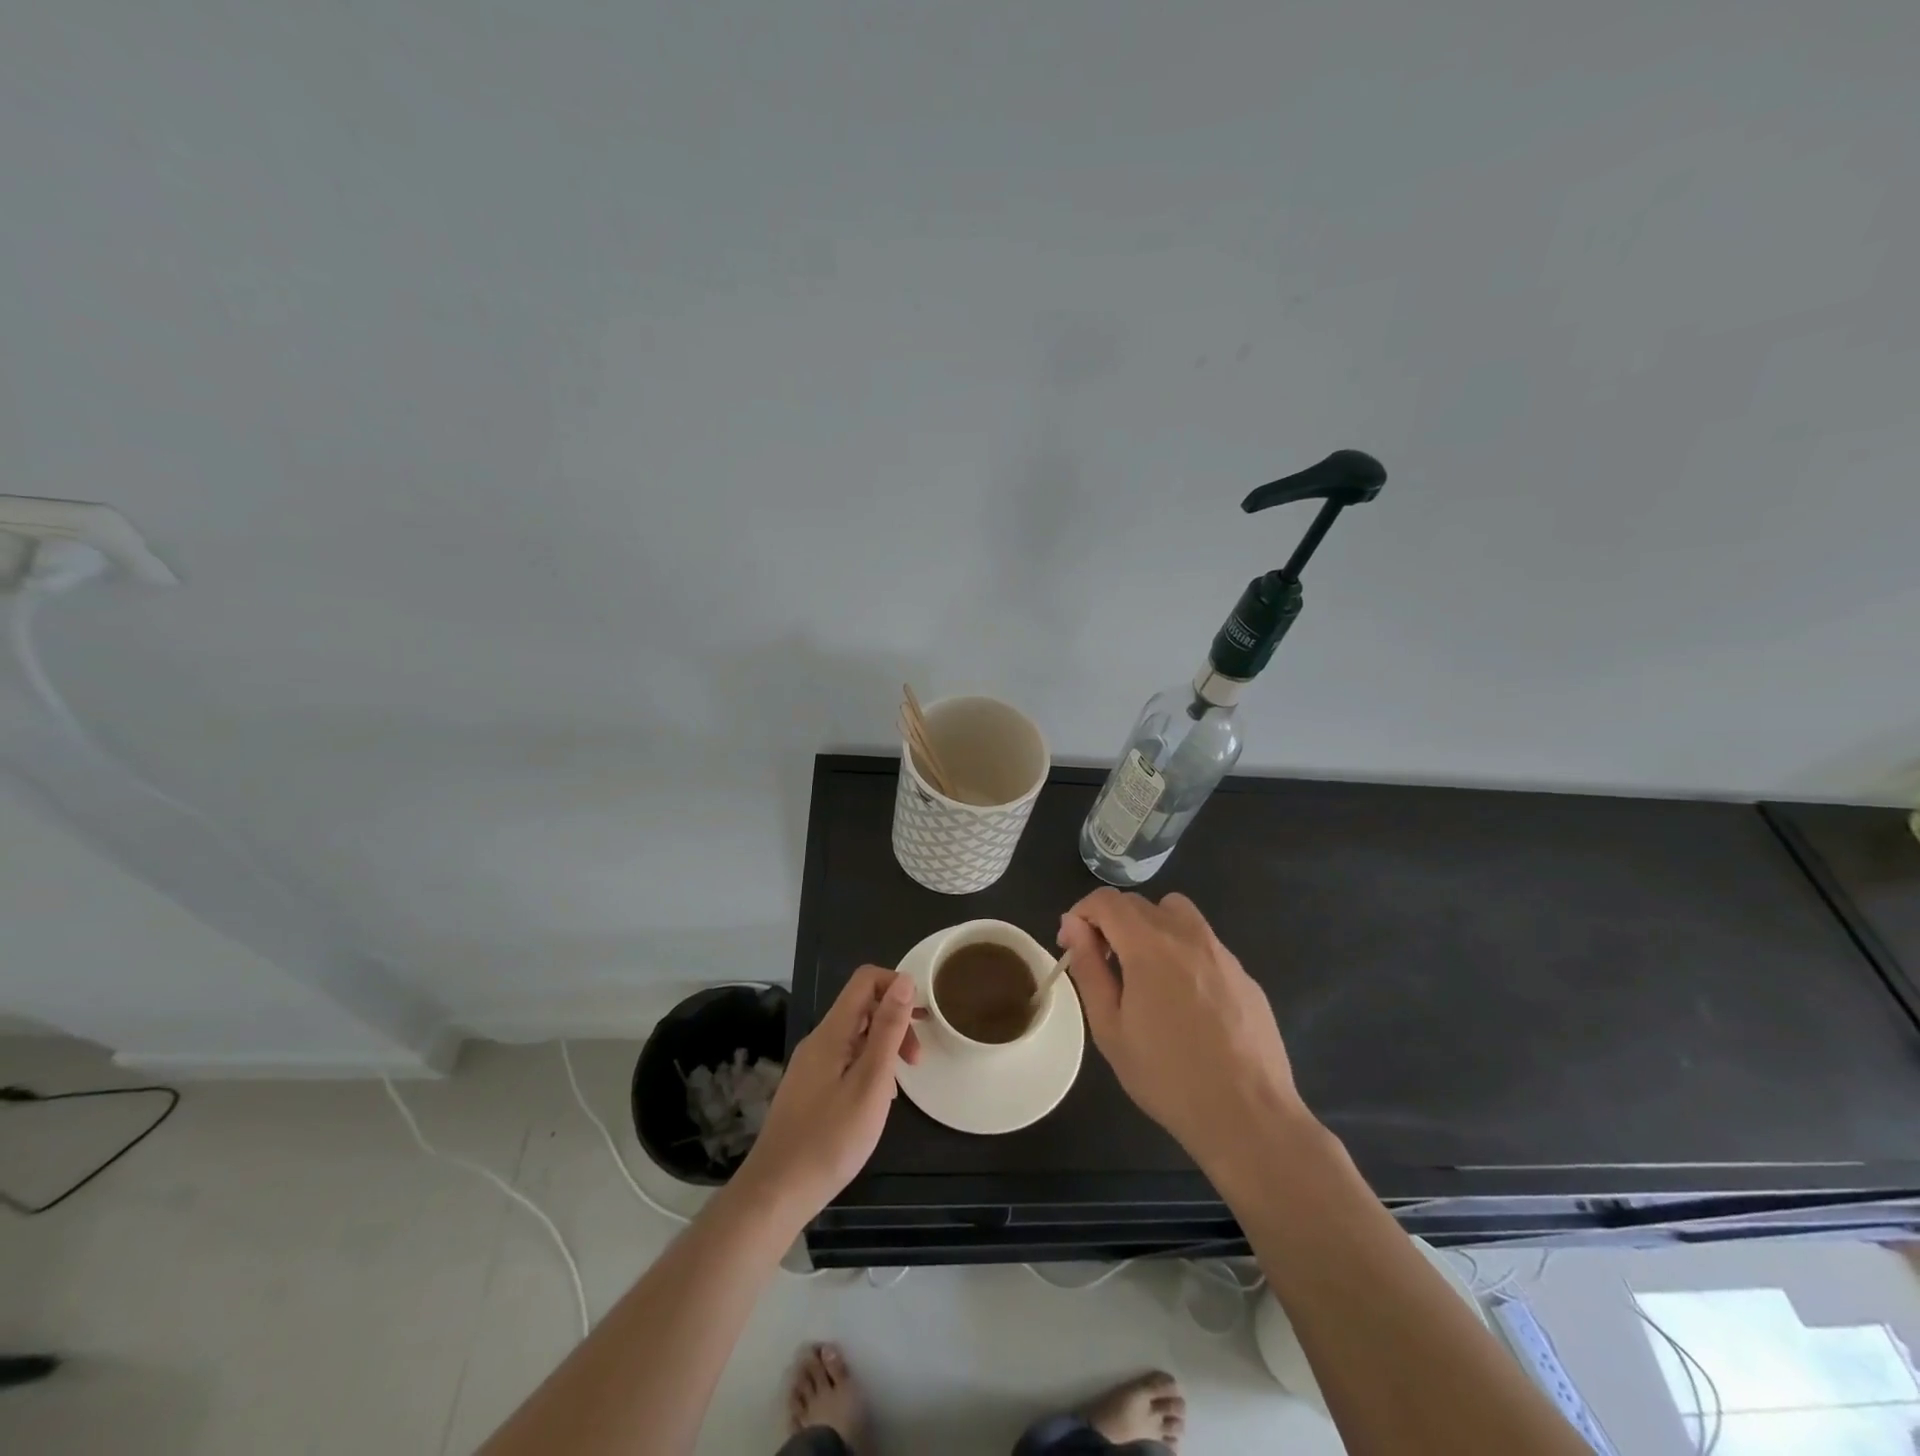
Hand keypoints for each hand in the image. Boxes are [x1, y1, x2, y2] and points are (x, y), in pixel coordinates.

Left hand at [739, 966, 920, 1218]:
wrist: (776, 1193)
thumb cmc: (831, 1139)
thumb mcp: (871, 1082)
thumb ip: (888, 1029)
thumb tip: (904, 980)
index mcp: (832, 1032)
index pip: (865, 980)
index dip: (897, 986)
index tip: (921, 1017)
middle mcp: (818, 1040)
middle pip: (863, 1006)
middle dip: (896, 1022)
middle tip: (917, 1060)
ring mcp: (811, 1065)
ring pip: (856, 1035)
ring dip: (884, 1048)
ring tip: (899, 1087)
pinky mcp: (810, 1088)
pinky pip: (845, 1060)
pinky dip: (868, 1068)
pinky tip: (876, 1101)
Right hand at [1059, 888, 1308, 1175]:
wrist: (1249, 1115)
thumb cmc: (1167, 1076)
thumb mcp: (1110, 1028)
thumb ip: (1089, 969)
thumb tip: (1074, 927)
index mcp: (1149, 945)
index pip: (1106, 900)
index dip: (1081, 914)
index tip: (1072, 945)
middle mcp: (1188, 935)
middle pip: (1139, 903)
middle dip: (1111, 922)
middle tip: (1102, 964)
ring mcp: (1222, 952)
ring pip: (1177, 913)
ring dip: (1150, 927)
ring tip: (1144, 972)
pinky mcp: (1244, 974)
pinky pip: (1204, 944)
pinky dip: (1183, 952)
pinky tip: (1185, 1001)